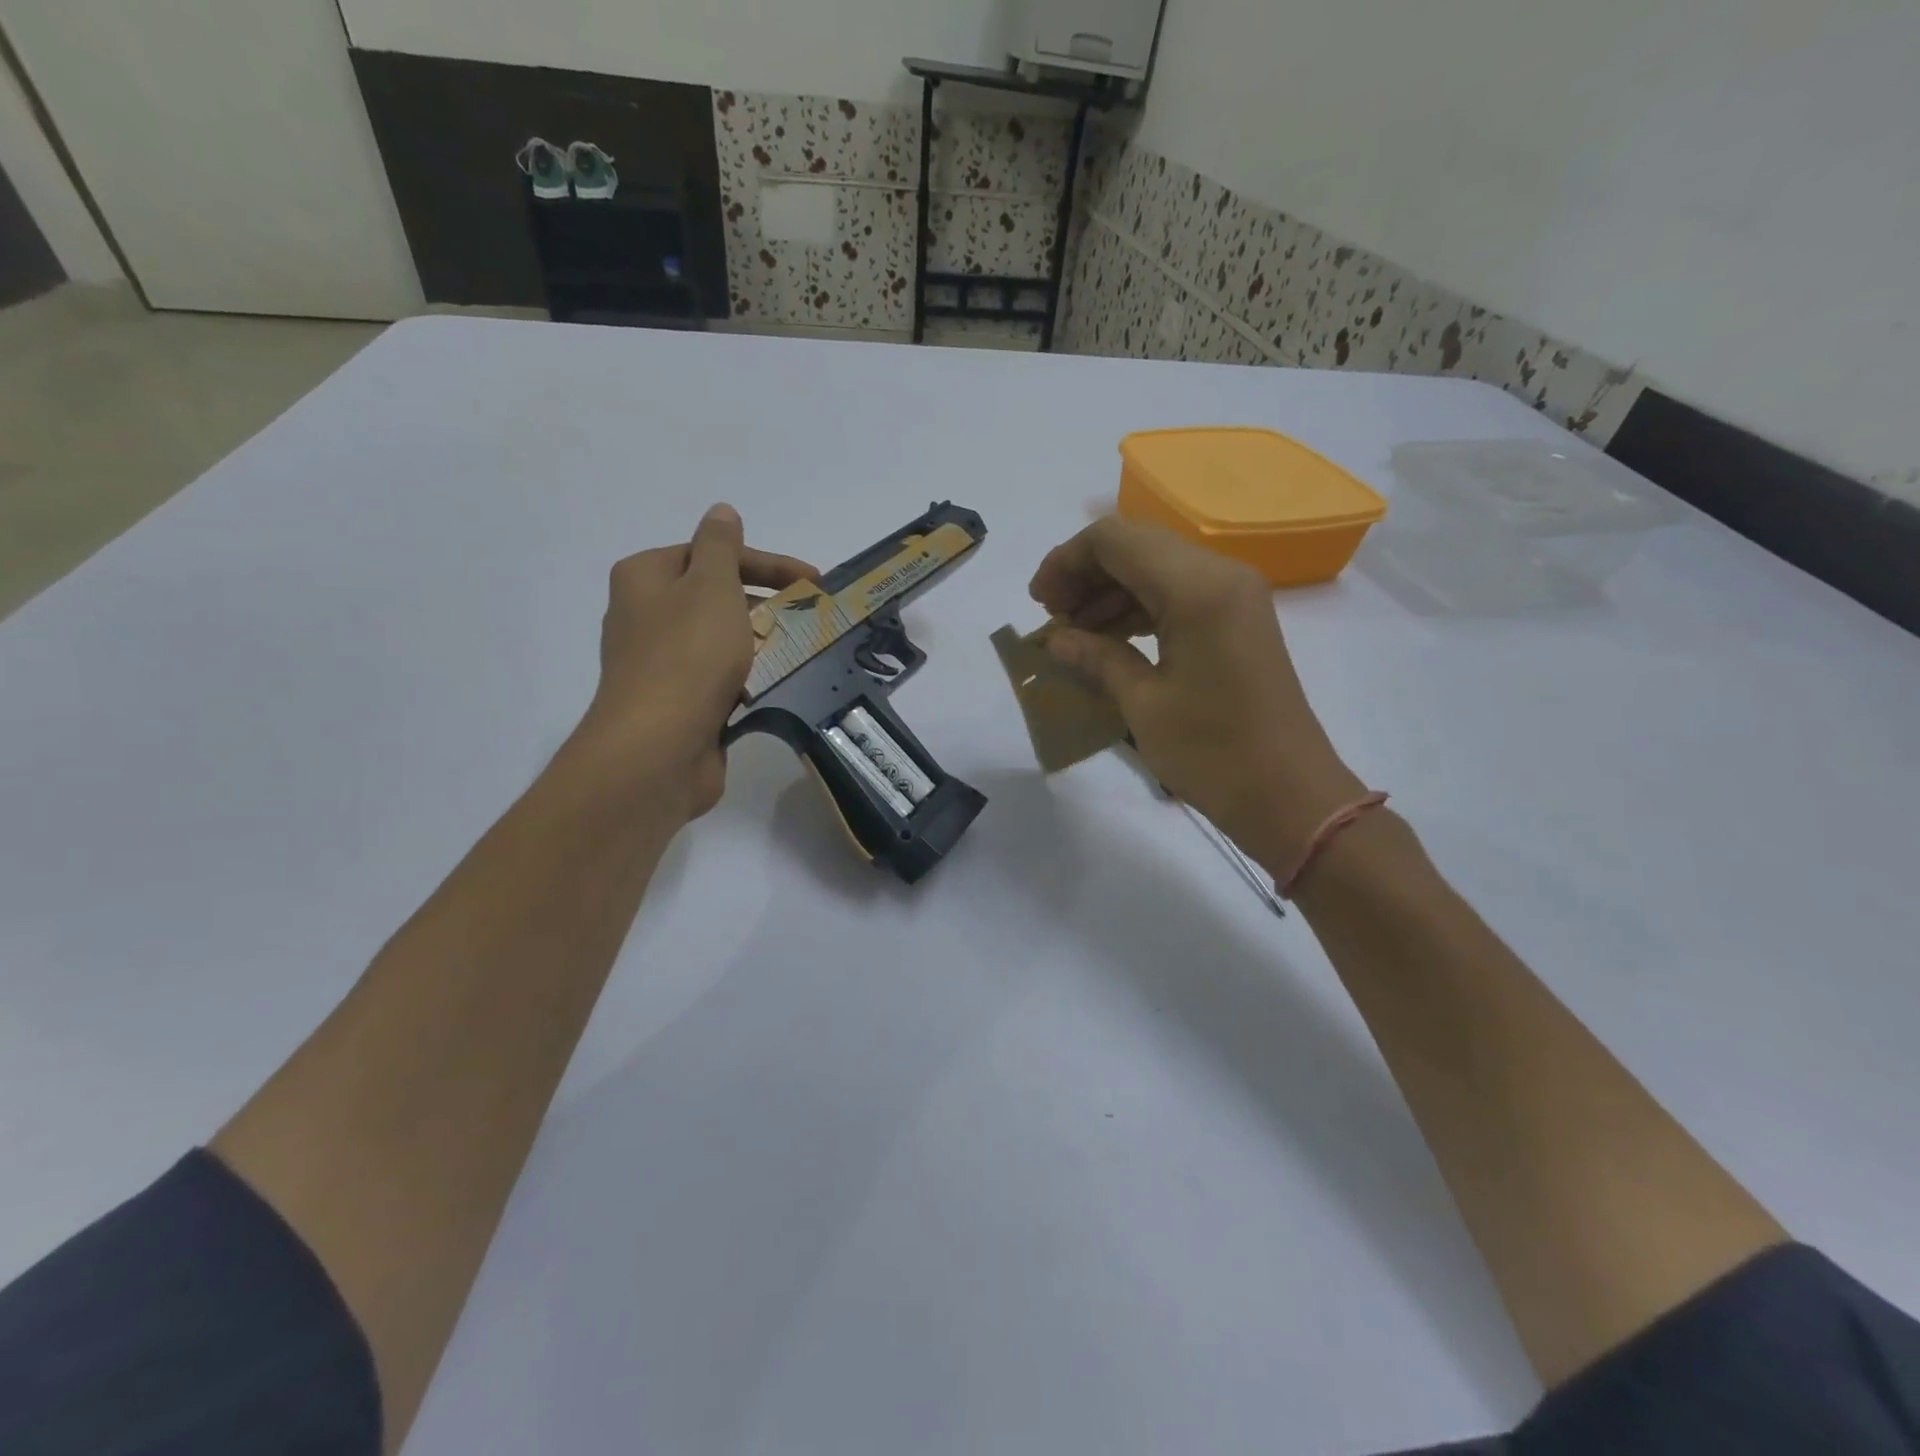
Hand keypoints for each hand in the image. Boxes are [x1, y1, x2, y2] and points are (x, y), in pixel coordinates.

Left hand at [578, 504, 814, 821]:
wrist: (658, 746)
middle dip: (764, 602)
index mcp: (645, 577)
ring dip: (759, 640)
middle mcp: (644, 614)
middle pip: (715, 595)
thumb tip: (720, 512)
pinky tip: (774, 683)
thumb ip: (720, 546)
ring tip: (800, 648)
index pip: (711, 553)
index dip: (765, 563)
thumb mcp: (711, 586)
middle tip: (810, 615)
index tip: (813, 580)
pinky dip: (746, 675)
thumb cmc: (688, 655)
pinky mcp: (674, 700)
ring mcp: (657, 661)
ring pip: (719, 638)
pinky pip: (718, 676)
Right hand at [1029, 517, 1366, 872]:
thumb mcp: (1143, 704)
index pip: (1115, 540)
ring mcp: (1235, 595)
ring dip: (1109, 591)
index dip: (1066, 561)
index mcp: (1196, 589)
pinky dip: (1139, 606)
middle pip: (1136, 546)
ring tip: (1074, 634)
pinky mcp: (1238, 618)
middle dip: (1085, 573)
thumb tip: (1055, 639)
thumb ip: (1097, 657)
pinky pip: (1178, 592)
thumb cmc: (1213, 753)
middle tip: (1052, 617)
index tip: (1039, 602)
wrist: (1289, 795)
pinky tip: (1110, 639)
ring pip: (1156, 567)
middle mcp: (1220, 575)